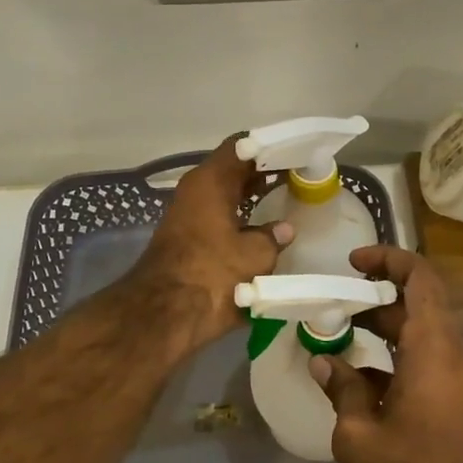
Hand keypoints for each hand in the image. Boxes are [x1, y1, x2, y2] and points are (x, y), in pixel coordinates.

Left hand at [129, 135, 292, 352]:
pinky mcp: (187, 241)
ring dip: (252, 197)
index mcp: (210, 181)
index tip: (295, 152)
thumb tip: (284, 230)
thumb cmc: (212, 274)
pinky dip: (241, 219)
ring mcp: (188, 216)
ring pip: (226, 196)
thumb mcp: (255, 255)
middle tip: (299, 175)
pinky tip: (264, 229)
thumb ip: (273, 237)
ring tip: (287, 200)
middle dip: (265, 173)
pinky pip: (220, 219)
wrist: (164, 315)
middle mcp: (195, 191)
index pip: (241, 147)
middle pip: (234, 170)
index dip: (270, 147)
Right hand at [310, 245, 462, 462]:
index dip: (388, 260)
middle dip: (374, 300)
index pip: (419, 278)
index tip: (352, 264)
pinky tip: (356, 383)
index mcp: (432, 347)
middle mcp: (451, 354)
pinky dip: (392, 360)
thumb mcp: (359, 433)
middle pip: (417, 305)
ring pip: (419, 335)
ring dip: (381, 331)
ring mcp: (457, 380)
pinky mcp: (455, 403)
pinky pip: (424, 363)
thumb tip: (325, 362)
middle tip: (334, 308)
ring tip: (337, 341)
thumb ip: (342, 389)